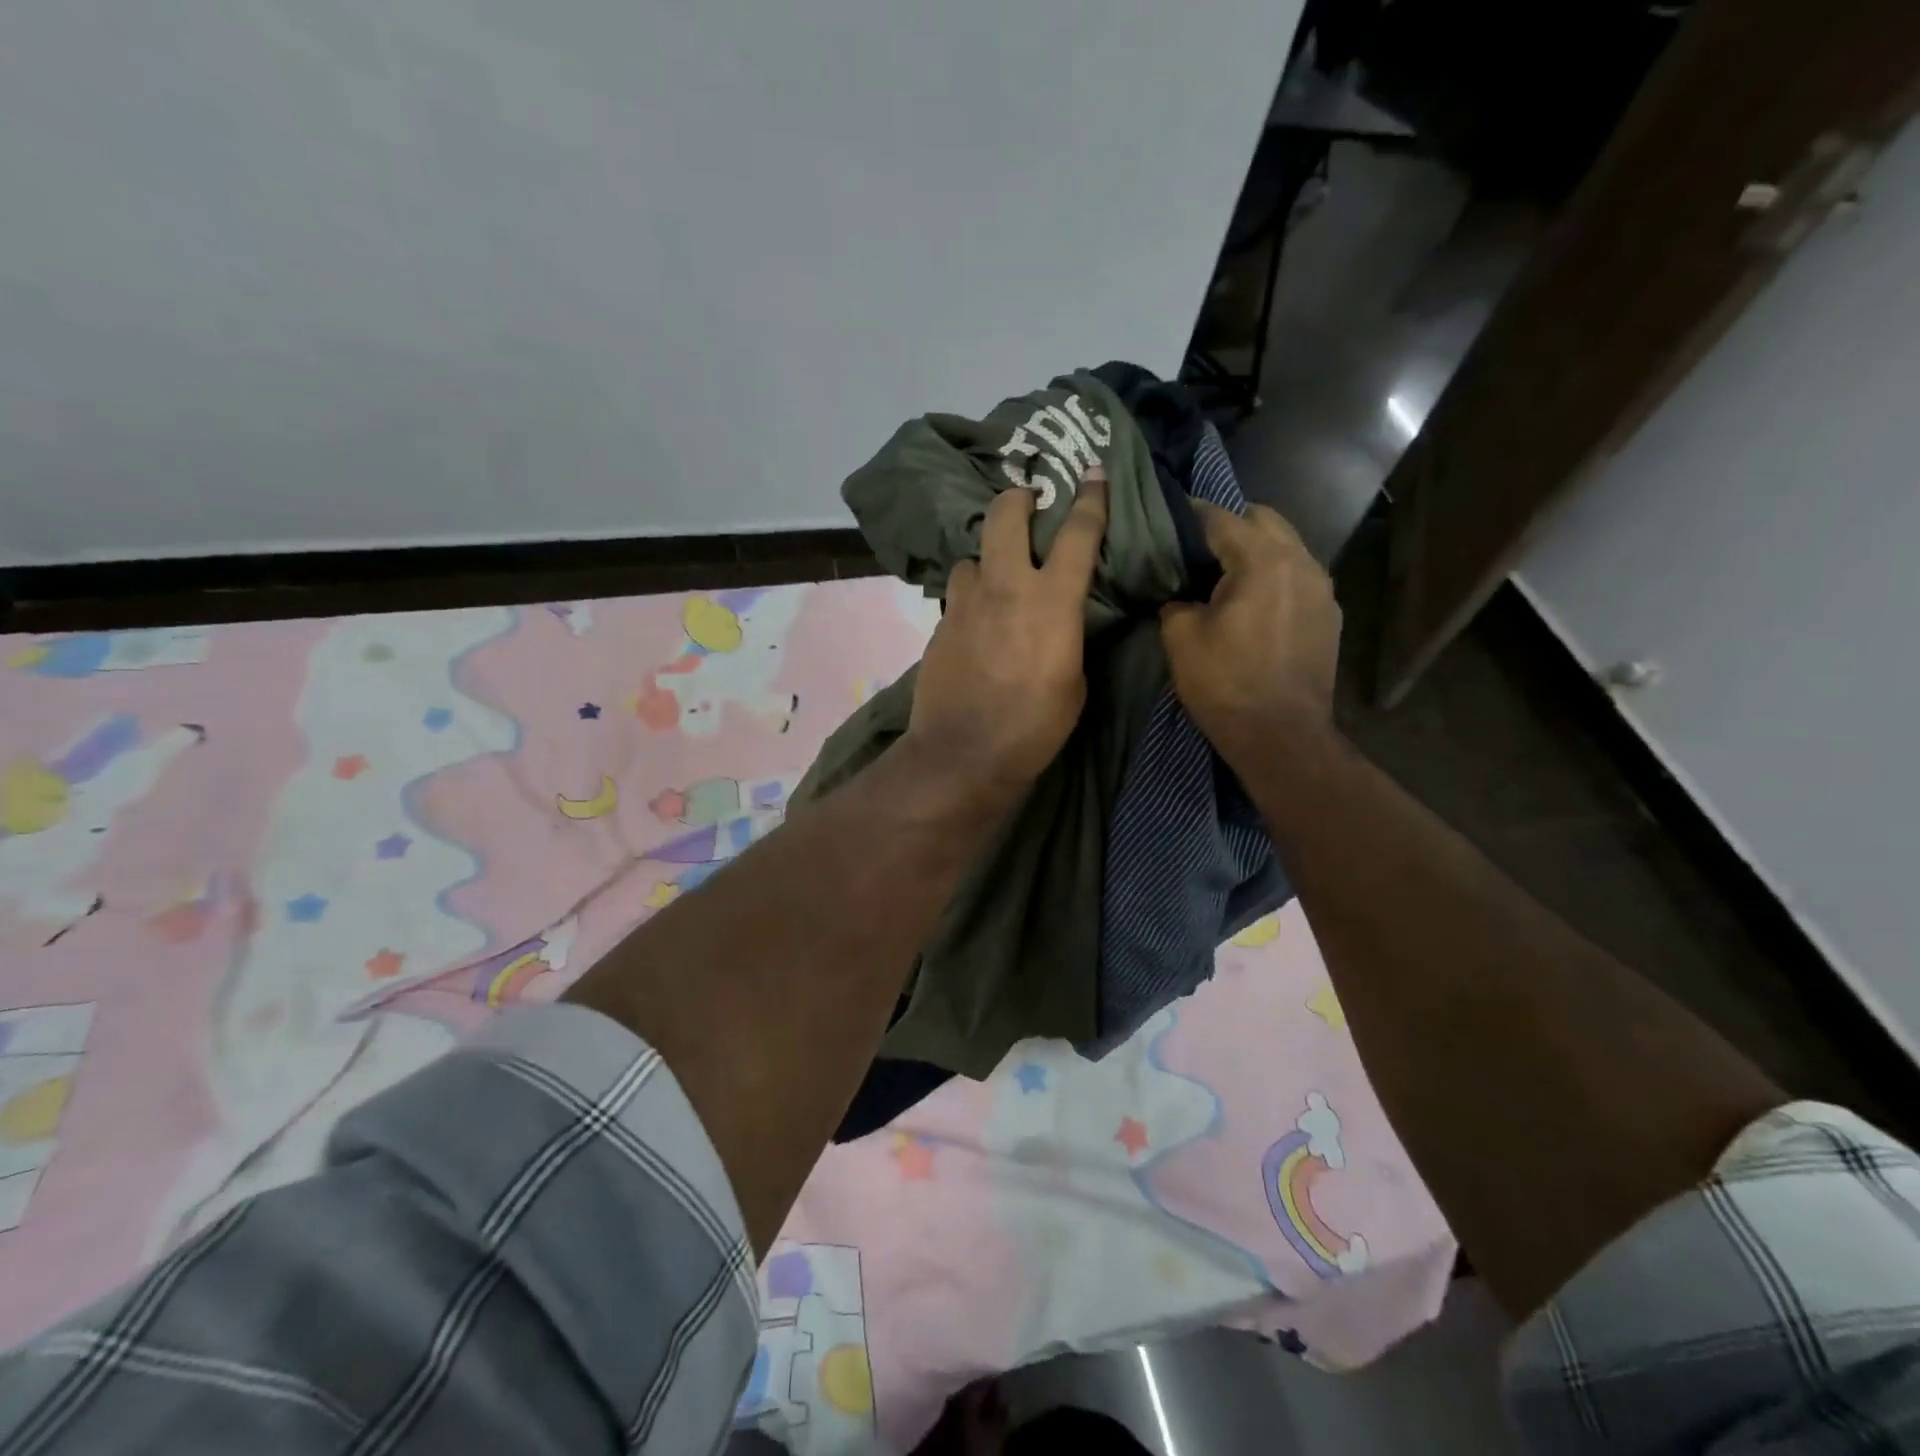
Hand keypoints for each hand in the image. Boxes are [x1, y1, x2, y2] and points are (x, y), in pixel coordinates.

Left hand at [905, 479, 1108, 797]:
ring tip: (995, 579)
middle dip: (1017, 499)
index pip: (1076, 534)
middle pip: (1005, 516)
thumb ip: (1068, 637)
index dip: (1089, 499)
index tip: (1091, 473)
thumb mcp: (1074, 682)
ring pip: (972, 557)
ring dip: (987, 560)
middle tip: (1026, 502)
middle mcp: (1005, 588)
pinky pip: (958, 594)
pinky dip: (970, 597)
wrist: (964, 752)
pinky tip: (975, 622)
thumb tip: (1060, 623)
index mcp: (1051, 600)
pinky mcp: (939, 625)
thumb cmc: (1034, 726)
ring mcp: (965, 603)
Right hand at [1160, 502, 1340, 764]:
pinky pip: (1297, 577)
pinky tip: (1252, 604)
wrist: (1281, 735)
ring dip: (1255, 550)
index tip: (1166, 516)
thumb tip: (1180, 597)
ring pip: (1286, 546)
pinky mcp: (1328, 615)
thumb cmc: (1226, 684)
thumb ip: (1176, 601)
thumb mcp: (1181, 638)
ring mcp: (1322, 588)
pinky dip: (1273, 576)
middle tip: (1195, 549)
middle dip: (1229, 526)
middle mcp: (1301, 562)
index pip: (1221, 519)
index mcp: (1263, 560)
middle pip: (1263, 520)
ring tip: (1224, 575)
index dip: (1190, 515)